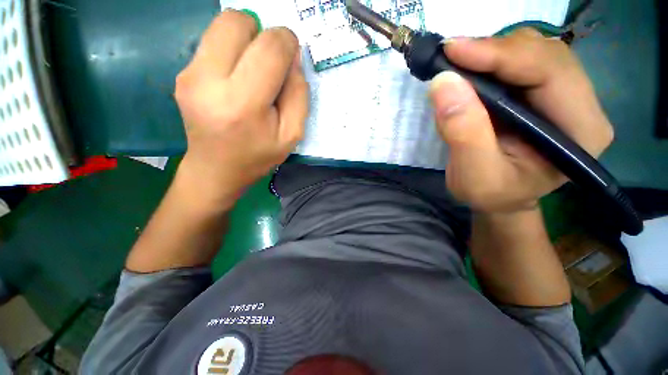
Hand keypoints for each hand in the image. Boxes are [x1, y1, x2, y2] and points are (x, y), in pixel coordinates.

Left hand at [174, 10, 307, 206]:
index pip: (269, 48)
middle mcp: (209, 82)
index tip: (291, 56)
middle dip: (262, 33)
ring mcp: (189, 74)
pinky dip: (231, 50)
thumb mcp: (292, 135)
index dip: (287, 42)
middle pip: (237, 21)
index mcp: (243, 104)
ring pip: (222, 24)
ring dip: (246, 39)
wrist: (216, 169)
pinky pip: (212, 41)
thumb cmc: (259, 155)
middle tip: (269, 63)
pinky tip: (235, 79)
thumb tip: (292, 57)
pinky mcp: (182, 73)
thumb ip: (298, 95)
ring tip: (252, 71)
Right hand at [429, 28, 613, 212]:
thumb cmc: (491, 195)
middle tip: (451, 57)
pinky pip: (521, 62)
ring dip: (492, 53)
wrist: (500, 199)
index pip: (549, 71)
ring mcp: (565, 96)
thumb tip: (443, 83)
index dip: (501, 55)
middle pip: (544, 54)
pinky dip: (491, 61)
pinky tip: (471, 72)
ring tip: (459, 66)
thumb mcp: (473, 175)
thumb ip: (462, 132)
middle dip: (495, 51)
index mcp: (581, 131)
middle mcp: (582, 105)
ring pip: (533, 52)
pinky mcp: (544, 94)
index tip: (453, 50)